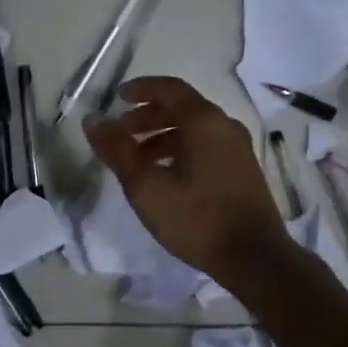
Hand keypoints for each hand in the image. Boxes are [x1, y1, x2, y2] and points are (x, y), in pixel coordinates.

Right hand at [83, 77, 292, 282]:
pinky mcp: (243, 170)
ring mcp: (238, 148)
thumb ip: (117, 149)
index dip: (141, 89)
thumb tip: (93, 119)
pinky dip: (181, 149)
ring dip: (163, 136)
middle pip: (182, 108)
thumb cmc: (196, 218)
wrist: (254, 258)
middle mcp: (225, 126)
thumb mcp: (146, 185)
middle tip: (122, 131)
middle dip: (148, 116)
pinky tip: (167, 175)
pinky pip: (207, 146)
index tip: (118, 97)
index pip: (170, 89)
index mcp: (204, 121)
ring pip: (195, 130)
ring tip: (138, 158)